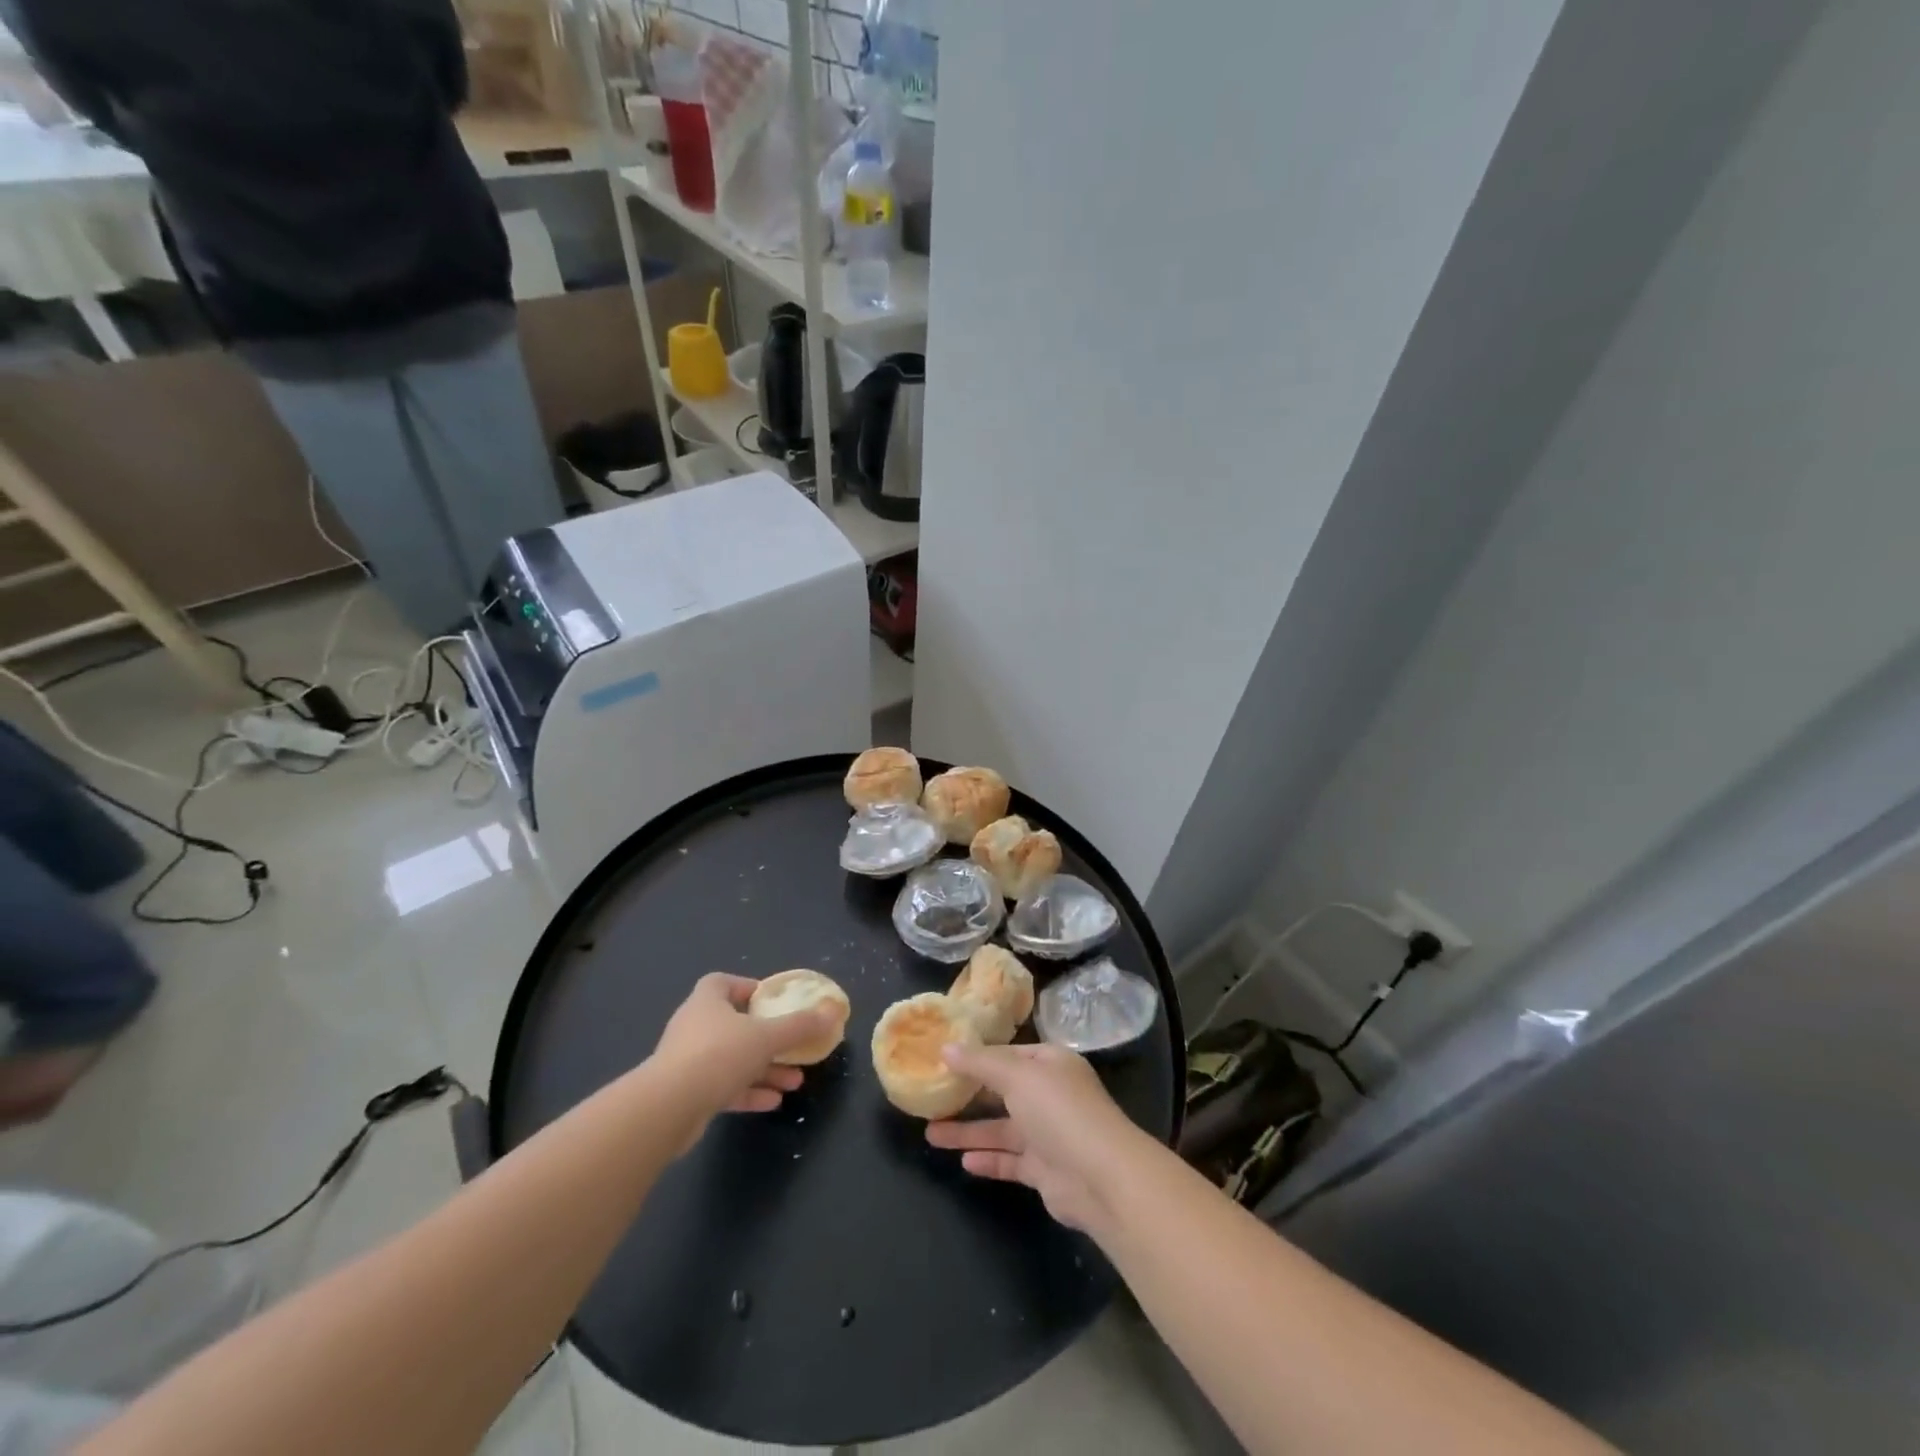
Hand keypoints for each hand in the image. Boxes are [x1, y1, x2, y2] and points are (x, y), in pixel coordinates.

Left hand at [650, 974, 831, 1131]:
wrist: (667, 1109)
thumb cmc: (718, 1055)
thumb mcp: (767, 1037)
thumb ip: (800, 1025)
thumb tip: (834, 1009)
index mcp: (707, 1002)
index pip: (723, 982)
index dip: (746, 987)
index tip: (770, 1001)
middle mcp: (694, 1027)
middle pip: (734, 1024)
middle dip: (767, 1037)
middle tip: (793, 1046)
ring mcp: (687, 1062)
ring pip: (732, 1059)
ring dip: (764, 1069)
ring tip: (795, 1081)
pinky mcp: (686, 1094)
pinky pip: (723, 1087)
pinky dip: (748, 1092)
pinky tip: (774, 1103)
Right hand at [925, 1042, 1148, 1233]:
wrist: (1101, 1178)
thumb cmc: (1059, 1111)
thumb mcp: (1016, 1075)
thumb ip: (979, 1062)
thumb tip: (945, 1047)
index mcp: (1050, 1064)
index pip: (1008, 1053)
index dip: (976, 1056)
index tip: (942, 1059)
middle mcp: (1050, 1095)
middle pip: (1002, 1092)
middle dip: (968, 1096)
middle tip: (931, 1098)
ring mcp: (1048, 1134)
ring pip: (1001, 1129)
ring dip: (969, 1131)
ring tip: (931, 1134)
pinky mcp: (1045, 1170)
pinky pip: (1010, 1160)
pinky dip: (988, 1159)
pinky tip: (962, 1161)